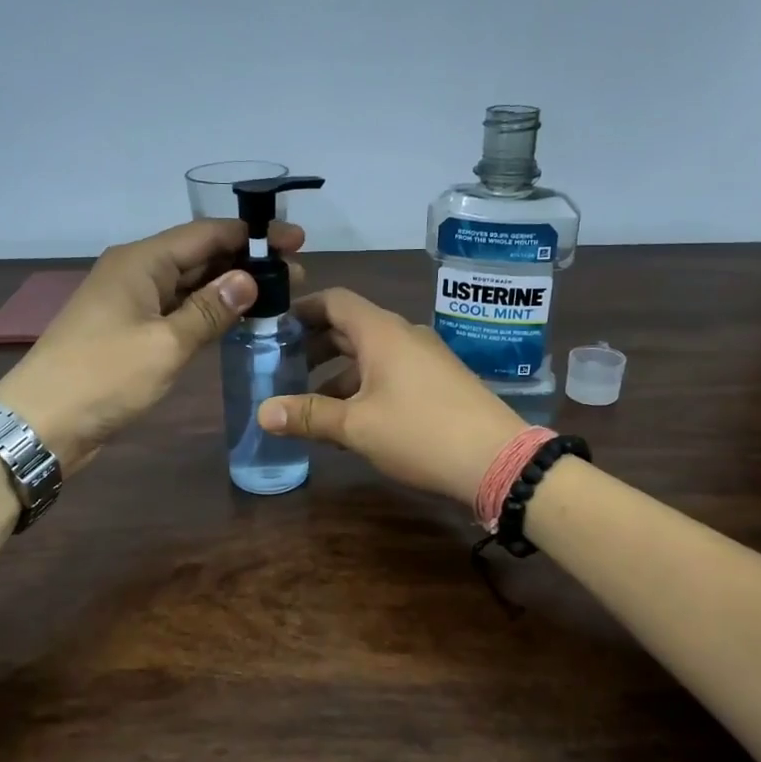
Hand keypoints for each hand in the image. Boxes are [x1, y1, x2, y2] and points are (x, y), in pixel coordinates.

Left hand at [0, 218, 303, 470]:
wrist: (43, 422)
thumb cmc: (103, 377)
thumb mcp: (165, 344)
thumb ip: (209, 311)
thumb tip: (250, 279)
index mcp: (141, 261)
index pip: (206, 234)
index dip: (252, 235)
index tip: (295, 241)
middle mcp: (136, 273)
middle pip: (199, 255)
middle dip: (246, 261)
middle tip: (296, 275)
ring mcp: (131, 303)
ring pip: (189, 285)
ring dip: (229, 287)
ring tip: (277, 295)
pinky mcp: (130, 332)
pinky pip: (177, 310)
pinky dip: (208, 312)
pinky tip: (236, 320)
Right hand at [257, 288, 523, 506]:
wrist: (498, 460)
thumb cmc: (420, 433)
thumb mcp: (357, 426)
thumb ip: (309, 415)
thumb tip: (262, 412)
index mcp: (382, 332)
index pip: (334, 301)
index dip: (302, 309)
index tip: (274, 327)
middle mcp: (404, 336)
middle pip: (350, 329)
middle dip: (315, 346)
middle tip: (283, 367)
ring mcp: (426, 359)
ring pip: (371, 356)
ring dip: (338, 374)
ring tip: (310, 404)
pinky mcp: (439, 383)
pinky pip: (391, 374)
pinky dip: (364, 387)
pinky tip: (351, 421)